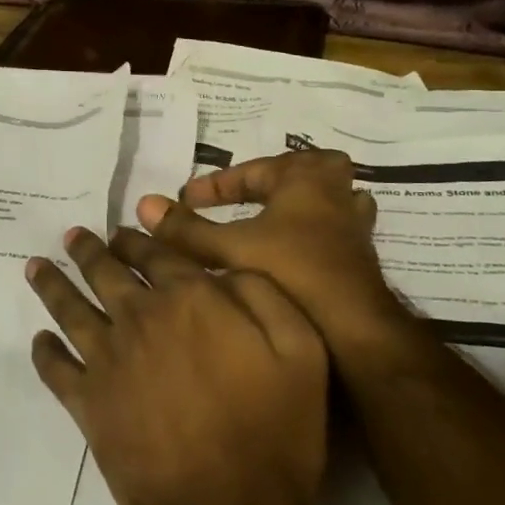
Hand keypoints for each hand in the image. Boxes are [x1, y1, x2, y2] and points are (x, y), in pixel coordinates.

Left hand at [26, 226, 327, 504]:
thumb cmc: (272, 429)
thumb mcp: (299, 348)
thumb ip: (262, 293)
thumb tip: (224, 269)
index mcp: (189, 297)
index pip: (155, 253)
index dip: (136, 239)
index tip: (121, 229)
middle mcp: (140, 316)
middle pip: (106, 272)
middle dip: (88, 250)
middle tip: (72, 236)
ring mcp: (107, 358)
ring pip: (71, 308)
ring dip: (52, 283)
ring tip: (36, 266)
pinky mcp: (87, 401)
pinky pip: (56, 368)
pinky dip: (44, 351)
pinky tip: (38, 339)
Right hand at [135, 150, 419, 368]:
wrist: (356, 335)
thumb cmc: (294, 276)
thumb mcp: (231, 249)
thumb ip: (188, 229)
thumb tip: (145, 204)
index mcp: (306, 181)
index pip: (254, 169)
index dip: (218, 184)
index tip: (189, 199)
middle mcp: (335, 196)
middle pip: (307, 170)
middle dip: (273, 180)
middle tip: (246, 196)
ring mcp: (353, 229)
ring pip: (327, 201)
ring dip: (299, 206)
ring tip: (269, 222)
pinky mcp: (359, 260)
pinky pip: (332, 231)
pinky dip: (310, 236)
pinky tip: (287, 259)